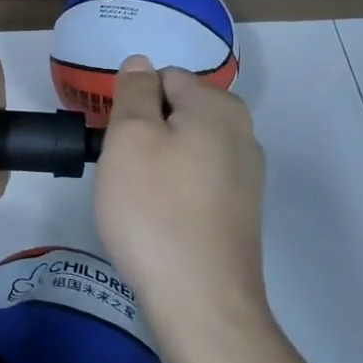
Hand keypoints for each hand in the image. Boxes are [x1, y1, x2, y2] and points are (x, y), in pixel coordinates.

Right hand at [94, 57, 269, 337]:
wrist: (201, 300)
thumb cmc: (154, 209)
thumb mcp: (129, 138)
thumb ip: (134, 92)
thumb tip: (141, 63)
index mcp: (218, 106)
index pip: (164, 77)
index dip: (132, 104)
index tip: (115, 141)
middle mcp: (243, 133)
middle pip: (178, 112)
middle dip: (146, 133)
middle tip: (123, 171)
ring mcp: (246, 176)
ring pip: (185, 149)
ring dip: (158, 164)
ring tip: (138, 200)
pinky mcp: (240, 212)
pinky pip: (196, 182)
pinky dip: (174, 192)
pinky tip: (160, 221)